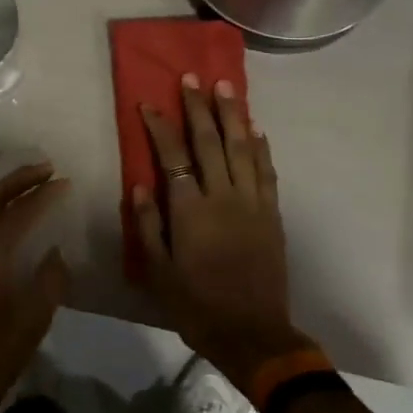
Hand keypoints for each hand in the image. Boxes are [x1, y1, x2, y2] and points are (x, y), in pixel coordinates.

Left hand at [0, 163, 70, 412]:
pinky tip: (9, 220)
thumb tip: (55, 252)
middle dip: (18, 180)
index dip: (43, 194)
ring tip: (31, 187)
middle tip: (46, 170)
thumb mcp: (32, 322)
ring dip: (3, 193)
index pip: (17, 212)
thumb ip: (50, 280)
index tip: (65, 182)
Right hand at [133, 77, 311, 391]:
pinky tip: (256, 129)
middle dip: (199, 107)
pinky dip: (261, 148)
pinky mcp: (272, 214)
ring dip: (233, 115)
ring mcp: (252, 203)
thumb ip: (148, 225)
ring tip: (226, 86)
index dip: (160, 126)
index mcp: (190, 210)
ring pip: (242, 148)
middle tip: (192, 77)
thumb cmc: (197, 305)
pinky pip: (267, 172)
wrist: (252, 334)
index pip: (173, 155)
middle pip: (210, 142)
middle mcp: (222, 197)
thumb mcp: (158, 271)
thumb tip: (140, 183)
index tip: (150, 103)